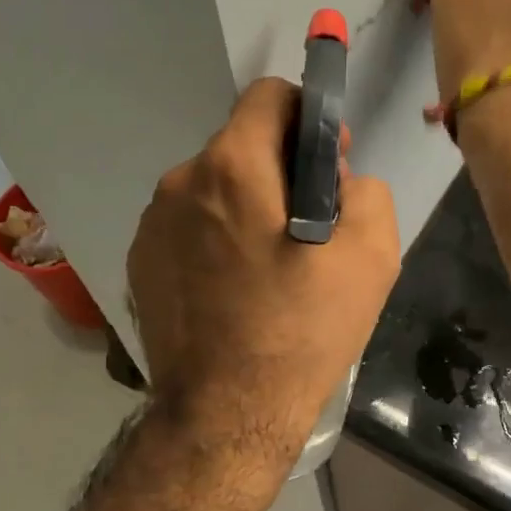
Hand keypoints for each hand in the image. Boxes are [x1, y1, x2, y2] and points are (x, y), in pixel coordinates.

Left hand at [128, 78, 401, 460]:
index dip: (310, 117)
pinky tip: (235, 290)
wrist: (226, 414)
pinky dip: (215, 240)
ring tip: (272, 268)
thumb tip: (336, 181)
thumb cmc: (303, 331)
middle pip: (242, 146)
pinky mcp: (138, 263)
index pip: (269, 96)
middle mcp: (180, 182)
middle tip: (311, 228)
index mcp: (232, 167)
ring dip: (247, 207)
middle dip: (282, 170)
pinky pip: (188, 228)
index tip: (330, 163)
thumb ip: (367, 191)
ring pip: (214, 189)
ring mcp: (151, 224)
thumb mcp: (371, 256)